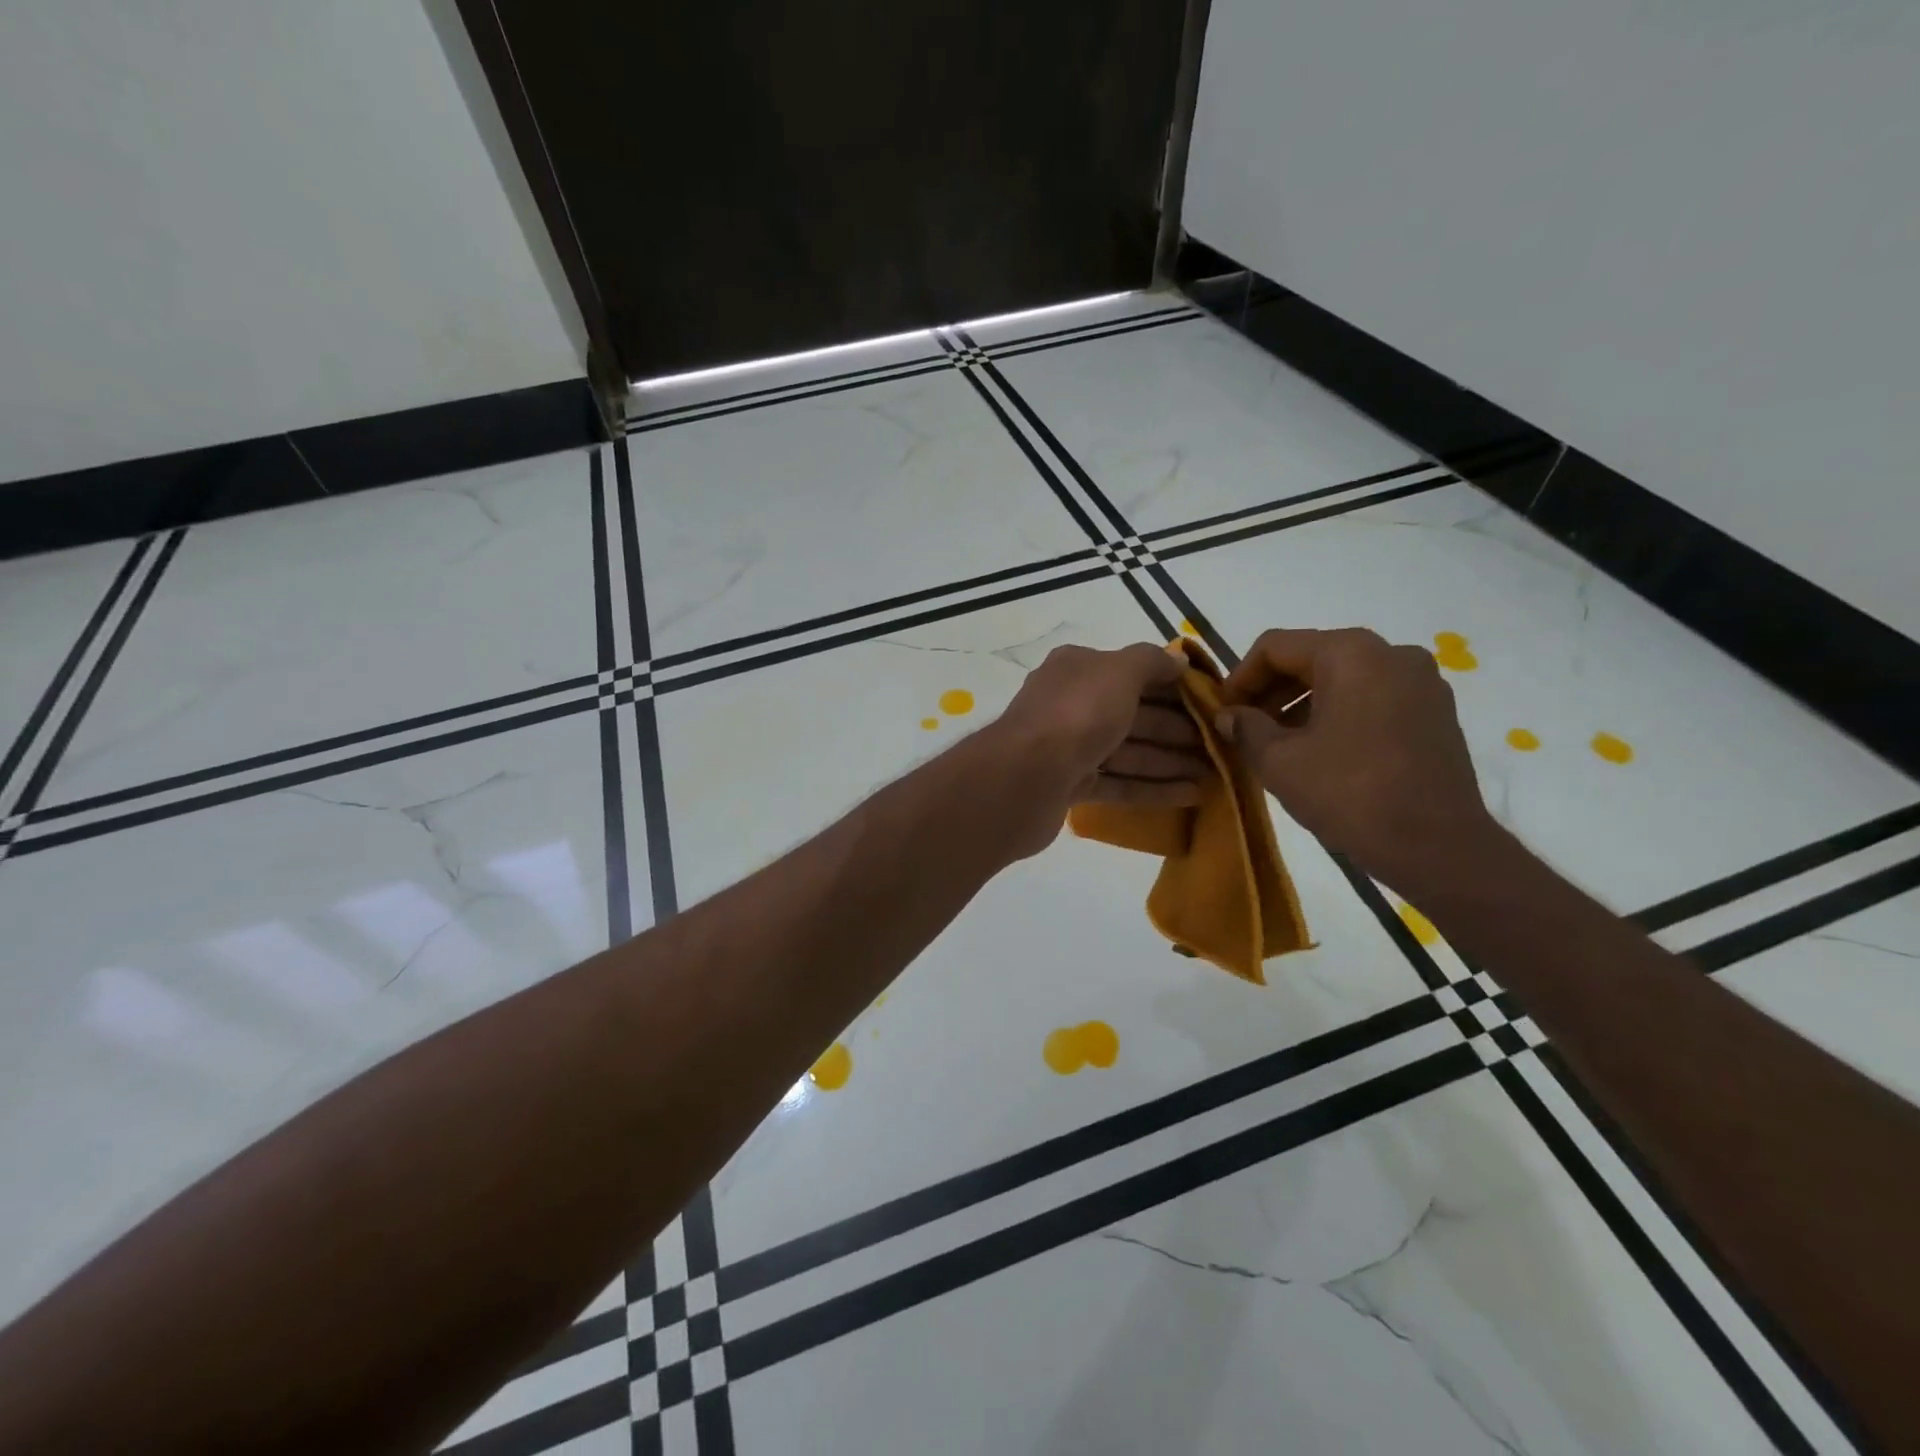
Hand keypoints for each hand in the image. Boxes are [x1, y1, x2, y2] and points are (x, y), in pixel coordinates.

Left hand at [990, 642, 1209, 854]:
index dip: (1174, 686)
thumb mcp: (1119, 672)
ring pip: (1128, 751)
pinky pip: (1118, 784)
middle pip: (1133, 714)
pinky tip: (1190, 796)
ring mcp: (1067, 748)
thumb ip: (1151, 661)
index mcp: (1077, 670)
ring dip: (1170, 761)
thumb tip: (1177, 659)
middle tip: (1221, 745)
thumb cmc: (1077, 714)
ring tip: (1215, 774)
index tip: (1213, 704)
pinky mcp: (1068, 786)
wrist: (1023, 779)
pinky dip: (1152, 788)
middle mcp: (1070, 704)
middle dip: (1178, 729)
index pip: (1133, 672)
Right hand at [1216, 627, 1501, 894]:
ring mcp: (1421, 682)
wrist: (1438, 846)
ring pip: (1343, 678)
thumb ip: (1245, 728)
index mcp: (1350, 653)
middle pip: (1311, 657)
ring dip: (1302, 704)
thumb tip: (1229, 716)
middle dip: (1271, 691)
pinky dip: (1338, 714)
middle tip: (1244, 728)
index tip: (1223, 713)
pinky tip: (1320, 751)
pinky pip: (1372, 698)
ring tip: (1277, 743)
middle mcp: (1391, 653)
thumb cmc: (1349, 793)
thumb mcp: (1279, 761)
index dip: (1239, 677)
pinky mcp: (1436, 712)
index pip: (1275, 647)